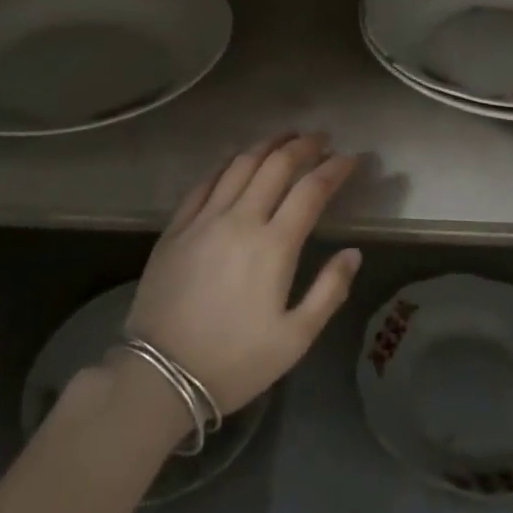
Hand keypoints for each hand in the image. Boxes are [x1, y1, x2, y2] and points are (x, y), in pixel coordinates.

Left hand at [125, 132, 362, 414]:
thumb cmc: (234, 361)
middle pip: (277, 164)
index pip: (312, 190)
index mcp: (274, 245)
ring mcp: (205, 219)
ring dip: (268, 143)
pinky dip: (228, 162)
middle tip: (322, 139)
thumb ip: (330, 291)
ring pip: (240, 163)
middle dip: (304, 145)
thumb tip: (353, 252)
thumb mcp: (295, 339)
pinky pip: (206, 181)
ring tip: (286, 136)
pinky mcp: (177, 226)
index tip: (351, 158)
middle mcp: (241, 219)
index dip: (335, 168)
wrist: (158, 376)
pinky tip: (238, 158)